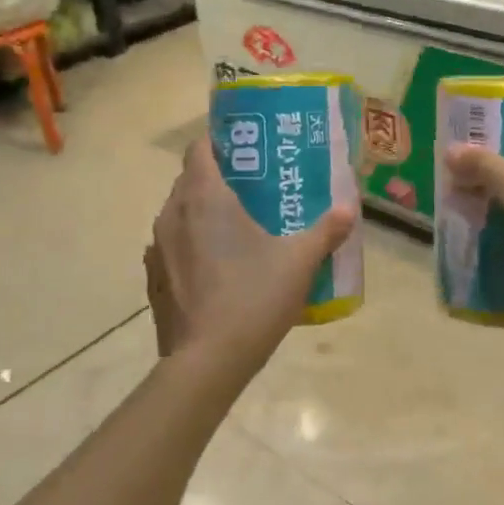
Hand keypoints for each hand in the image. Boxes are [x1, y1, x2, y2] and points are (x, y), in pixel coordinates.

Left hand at [145, 137, 354, 393]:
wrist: (207, 362)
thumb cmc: (253, 298)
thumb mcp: (299, 262)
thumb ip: (326, 231)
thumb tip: (350, 209)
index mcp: (204, 198)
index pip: (199, 148)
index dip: (220, 142)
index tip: (247, 150)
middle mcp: (173, 214)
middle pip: (189, 179)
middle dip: (217, 177)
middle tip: (252, 188)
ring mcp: (157, 248)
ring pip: (178, 213)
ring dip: (201, 212)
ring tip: (235, 226)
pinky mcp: (153, 278)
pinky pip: (171, 246)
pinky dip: (190, 244)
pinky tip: (215, 266)